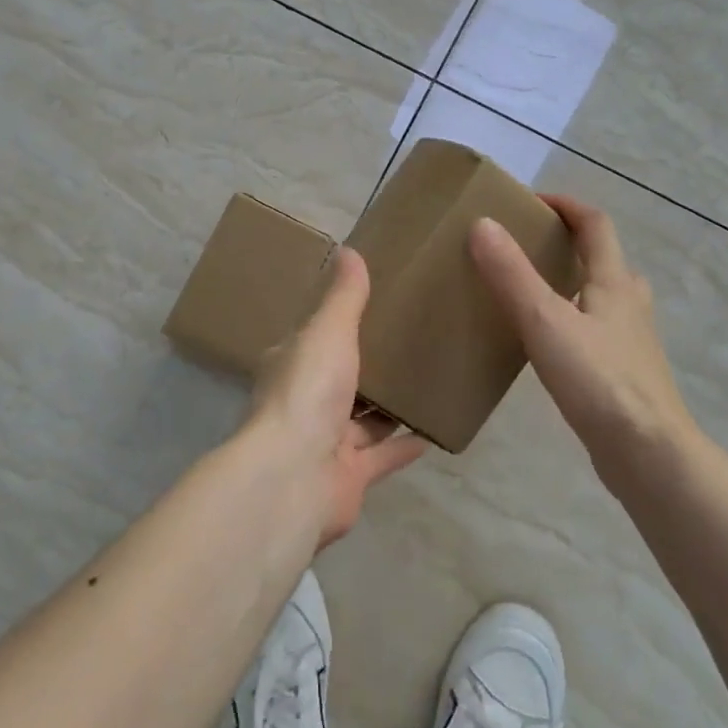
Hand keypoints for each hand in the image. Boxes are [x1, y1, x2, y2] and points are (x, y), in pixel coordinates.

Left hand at [245, 246, 425, 545]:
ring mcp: (325, 444)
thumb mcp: (328, 331)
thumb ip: (344, 297)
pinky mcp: (350, 477)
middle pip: (340, 381)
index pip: (314, 341)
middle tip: (410, 342)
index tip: (371, 309)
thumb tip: (348, 250)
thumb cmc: (308, 392)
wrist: (294, 476)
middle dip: (368, 367)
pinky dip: (406, 445)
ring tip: (428, 381)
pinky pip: (383, 456)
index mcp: (291, 367)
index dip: (337, 326)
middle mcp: (305, 404)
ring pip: (362, 421)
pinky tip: (435, 430)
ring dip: (389, 407)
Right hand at [470, 195, 690, 466]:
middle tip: (527, 246)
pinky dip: (574, 320)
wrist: (649, 454)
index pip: (595, 224)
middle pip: (604, 258)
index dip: (566, 205)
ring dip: (573, 282)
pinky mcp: (625, 373)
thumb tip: (482, 224)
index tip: (531, 201)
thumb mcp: (545, 321)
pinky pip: (597, 330)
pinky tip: (549, 344)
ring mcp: (631, 341)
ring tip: (532, 291)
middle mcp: (629, 303)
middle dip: (569, 243)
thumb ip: (512, 274)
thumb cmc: (599, 381)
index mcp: (614, 282)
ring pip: (603, 296)